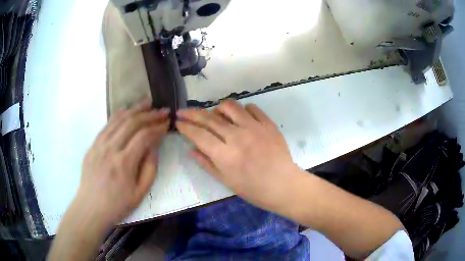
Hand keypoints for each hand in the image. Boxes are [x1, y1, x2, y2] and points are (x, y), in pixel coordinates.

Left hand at [74, 99, 168, 226]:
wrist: (91, 207)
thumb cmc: (117, 205)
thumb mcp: (140, 193)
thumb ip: (150, 168)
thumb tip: (154, 147)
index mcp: (124, 163)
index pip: (144, 136)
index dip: (158, 127)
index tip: (167, 123)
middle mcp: (111, 148)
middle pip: (132, 122)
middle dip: (150, 114)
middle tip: (162, 111)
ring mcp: (99, 144)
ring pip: (119, 119)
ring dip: (135, 109)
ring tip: (147, 103)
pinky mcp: (93, 144)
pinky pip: (107, 124)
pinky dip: (119, 114)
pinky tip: (127, 110)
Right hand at [176, 100, 301, 213]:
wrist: (284, 185)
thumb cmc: (254, 190)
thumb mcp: (227, 182)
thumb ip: (207, 164)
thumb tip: (191, 149)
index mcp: (225, 155)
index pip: (199, 135)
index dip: (185, 127)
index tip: (177, 121)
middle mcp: (237, 137)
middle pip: (209, 119)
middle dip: (192, 113)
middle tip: (182, 111)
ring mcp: (254, 127)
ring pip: (230, 107)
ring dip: (217, 108)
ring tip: (215, 114)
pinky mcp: (268, 124)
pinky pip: (252, 108)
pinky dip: (242, 109)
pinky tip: (240, 117)